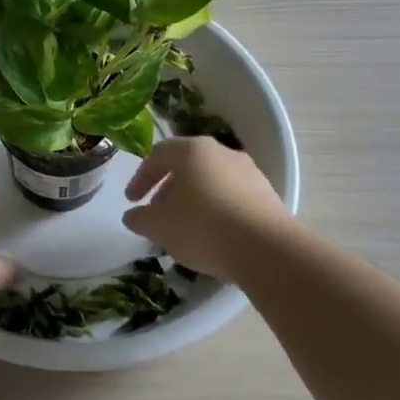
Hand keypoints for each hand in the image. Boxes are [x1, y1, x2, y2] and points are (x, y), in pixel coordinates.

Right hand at [122, 137, 288, 280]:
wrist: (267, 250)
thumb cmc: (203, 226)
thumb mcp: (160, 226)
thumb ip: (140, 218)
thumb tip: (132, 215)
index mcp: (192, 150)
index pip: (158, 155)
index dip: (140, 177)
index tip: (131, 200)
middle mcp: (222, 152)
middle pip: (187, 166)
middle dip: (167, 189)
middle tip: (156, 213)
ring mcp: (249, 172)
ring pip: (211, 181)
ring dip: (193, 199)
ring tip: (184, 228)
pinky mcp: (267, 195)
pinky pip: (232, 197)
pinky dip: (216, 210)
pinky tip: (212, 235)